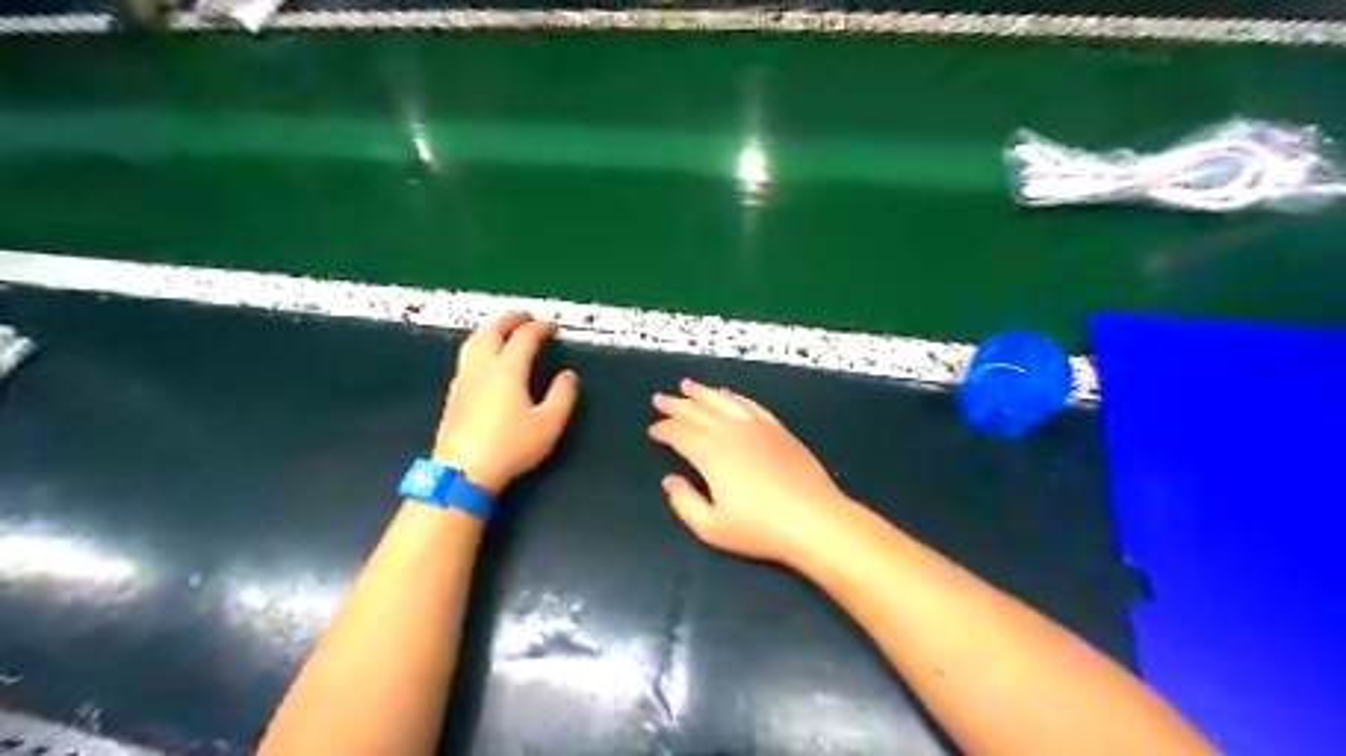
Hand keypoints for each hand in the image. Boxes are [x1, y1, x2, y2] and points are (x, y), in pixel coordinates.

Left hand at [430, 311, 577, 496]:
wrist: (462, 471)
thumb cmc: (510, 446)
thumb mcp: (549, 424)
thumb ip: (562, 396)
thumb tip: (568, 376)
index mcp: (507, 369)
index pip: (524, 338)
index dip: (540, 328)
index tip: (552, 326)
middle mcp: (483, 368)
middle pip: (492, 331)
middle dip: (509, 319)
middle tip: (524, 316)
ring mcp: (464, 380)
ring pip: (473, 342)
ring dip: (489, 330)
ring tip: (501, 330)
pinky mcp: (454, 395)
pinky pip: (466, 359)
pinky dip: (479, 347)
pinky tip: (483, 360)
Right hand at [648, 378, 849, 567]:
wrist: (814, 520)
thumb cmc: (760, 529)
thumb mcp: (712, 527)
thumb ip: (684, 502)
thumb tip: (670, 480)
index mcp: (711, 453)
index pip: (680, 433)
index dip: (663, 430)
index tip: (653, 430)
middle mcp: (731, 431)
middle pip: (697, 411)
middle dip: (676, 404)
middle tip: (660, 399)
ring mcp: (757, 426)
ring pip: (723, 401)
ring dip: (702, 392)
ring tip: (687, 385)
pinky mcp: (778, 429)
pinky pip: (749, 405)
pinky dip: (734, 397)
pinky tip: (728, 394)